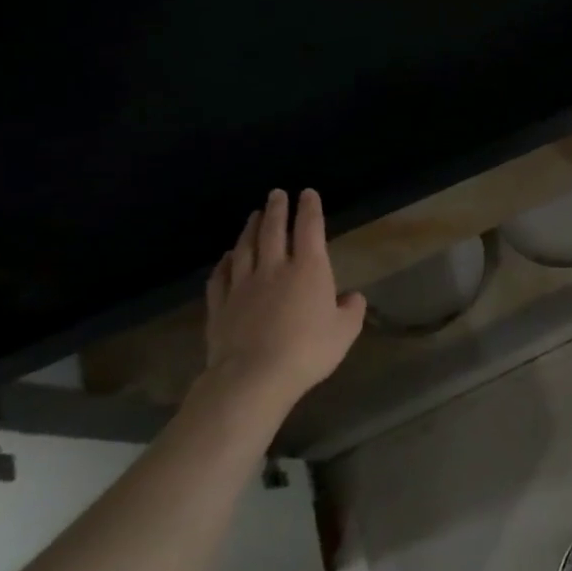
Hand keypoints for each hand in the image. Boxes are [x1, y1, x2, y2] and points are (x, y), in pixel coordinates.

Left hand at [202, 189, 365, 415]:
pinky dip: (225, 262)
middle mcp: (275, 269)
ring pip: (245, 249)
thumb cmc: (308, 350)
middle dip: (277, 210)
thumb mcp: (345, 331)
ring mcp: (243, 286)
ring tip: (254, 215)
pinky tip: (227, 257)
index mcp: (309, 270)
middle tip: (277, 194)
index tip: (308, 193)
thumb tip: (351, 298)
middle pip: (273, 231)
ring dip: (250, 229)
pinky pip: (220, 277)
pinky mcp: (220, 306)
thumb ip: (351, 310)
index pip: (310, 229)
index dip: (310, 209)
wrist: (253, 377)